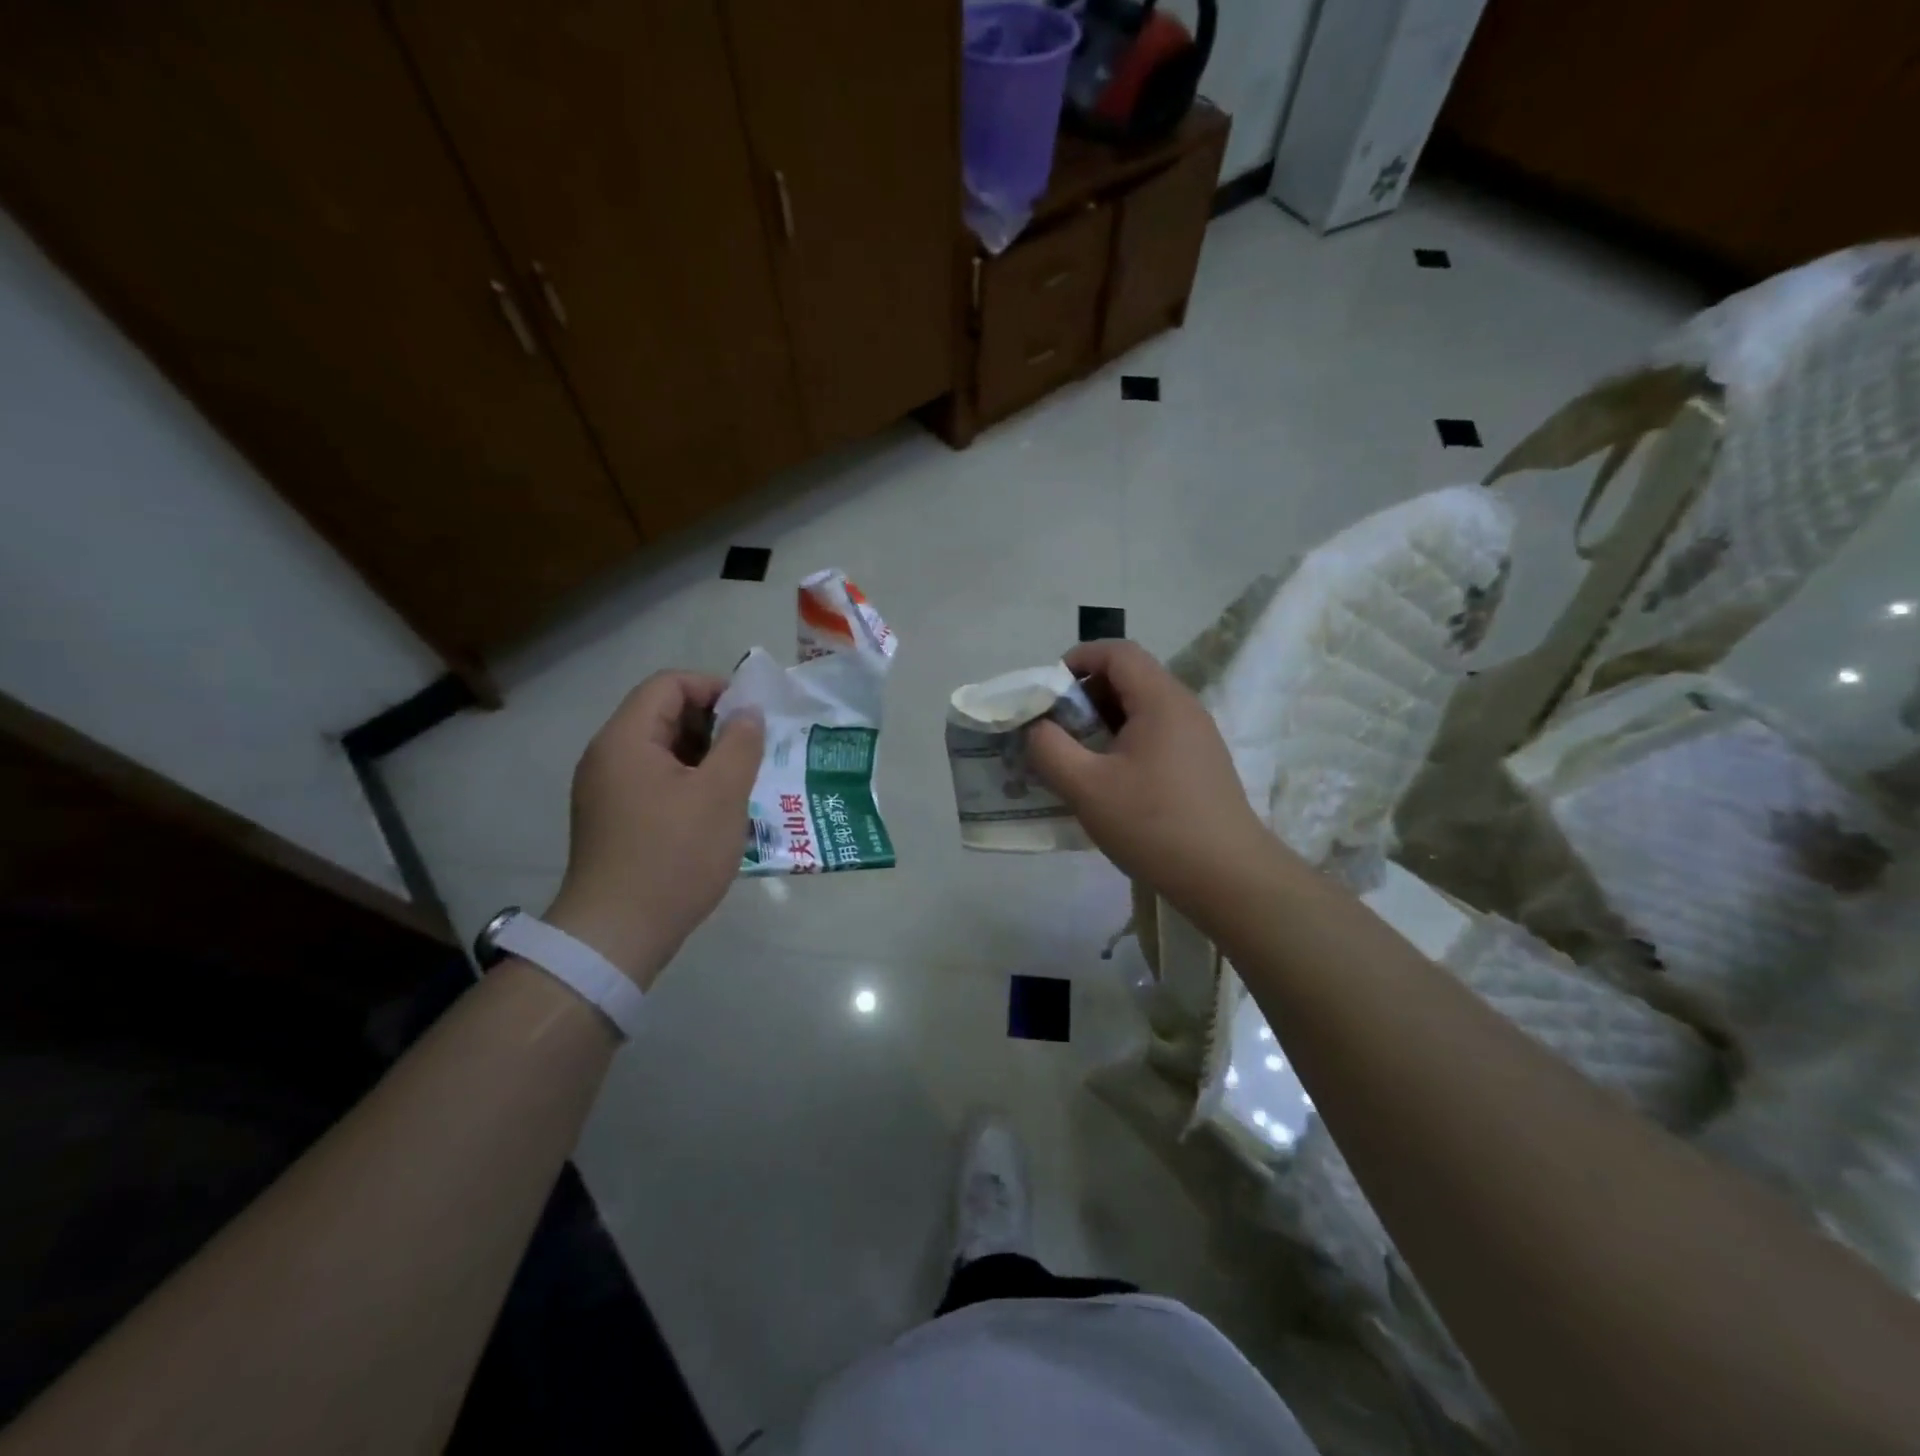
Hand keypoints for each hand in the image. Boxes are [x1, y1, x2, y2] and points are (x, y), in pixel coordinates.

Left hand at [544, 672, 762, 988]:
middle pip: (662, 715)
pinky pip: (654, 781)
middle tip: (752, 749)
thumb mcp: (721, 794)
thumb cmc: (674, 855)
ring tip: (741, 779)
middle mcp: (607, 756)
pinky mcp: (612, 820)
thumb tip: (748, 713)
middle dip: (712, 723)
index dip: (713, 687)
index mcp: (625, 739)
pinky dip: (687, 782)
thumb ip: (740, 744)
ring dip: (704, 755)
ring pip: (661, 752)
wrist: (617, 933)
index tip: (751, 715)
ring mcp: (606, 791)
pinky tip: (716, 809)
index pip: (668, 685)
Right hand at [1026, 640, 1273, 904]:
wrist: (1227, 877)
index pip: (1118, 652)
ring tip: (1077, 758)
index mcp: (1160, 700)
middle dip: (1086, 695)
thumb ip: (1049, 748)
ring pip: (1142, 709)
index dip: (1078, 659)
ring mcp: (1198, 736)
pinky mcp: (1201, 764)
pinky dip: (1125, 743)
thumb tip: (1036, 727)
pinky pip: (1156, 735)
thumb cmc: (1153, 824)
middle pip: (1130, 677)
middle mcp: (1184, 707)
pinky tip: (1110, 783)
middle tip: (1057, 730)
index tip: (1048, 692)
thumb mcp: (1086, 787)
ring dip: (1103, 722)